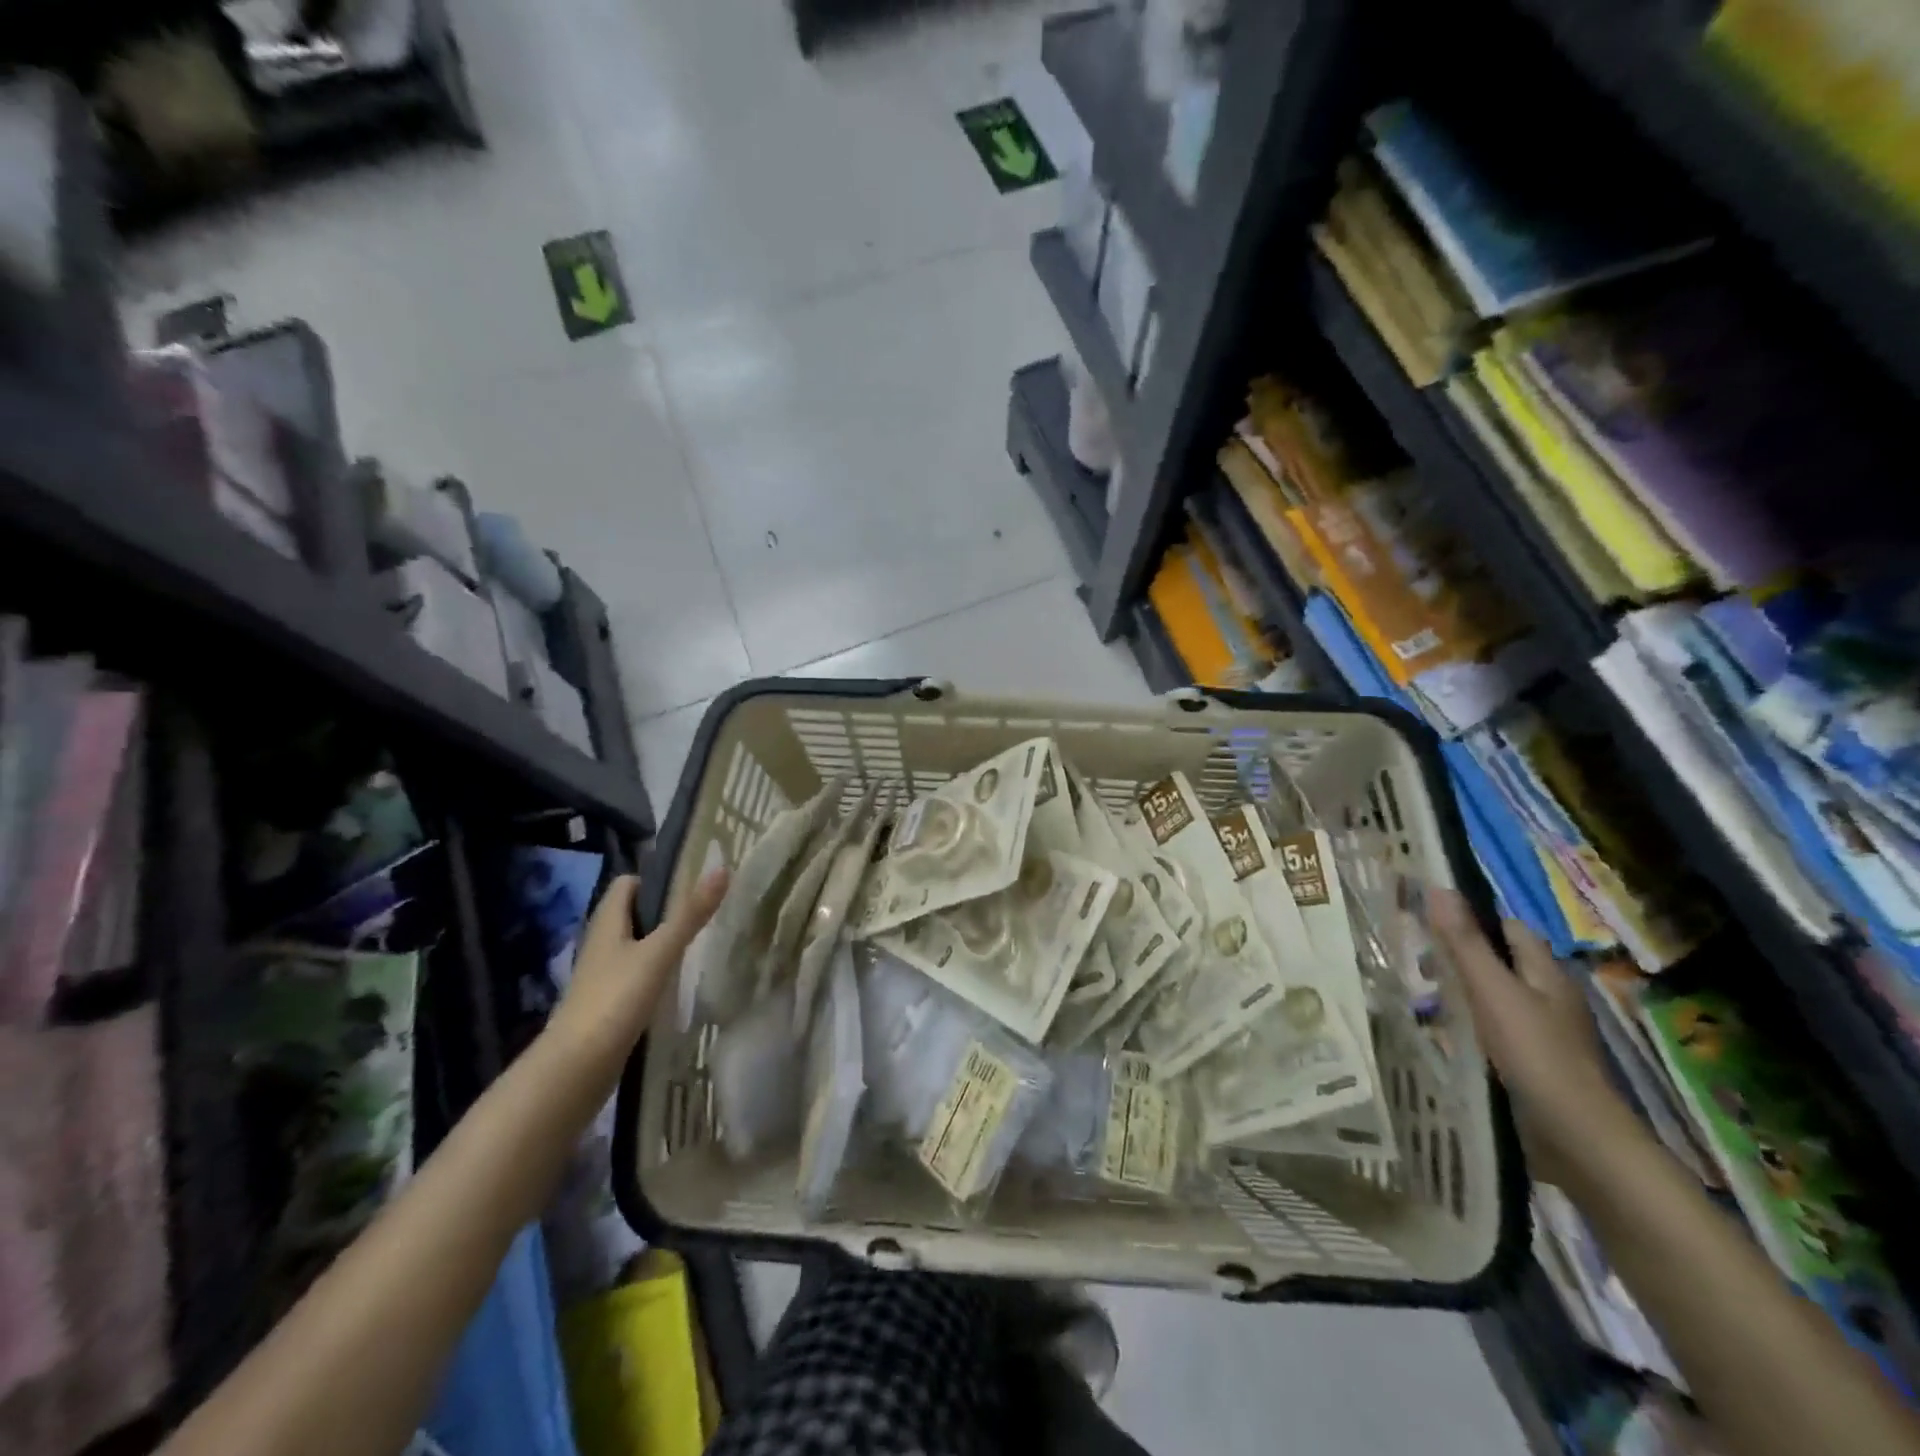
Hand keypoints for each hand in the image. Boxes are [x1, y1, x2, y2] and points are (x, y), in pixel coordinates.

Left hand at [551, 868, 728, 1063]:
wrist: (575, 1070)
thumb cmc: (614, 1000)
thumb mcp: (659, 953)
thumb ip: (689, 915)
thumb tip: (722, 868)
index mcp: (606, 923)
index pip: (628, 884)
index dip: (656, 879)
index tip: (692, 883)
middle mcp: (600, 944)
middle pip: (632, 914)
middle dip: (664, 911)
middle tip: (703, 912)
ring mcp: (601, 977)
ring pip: (634, 946)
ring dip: (660, 942)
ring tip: (698, 945)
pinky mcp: (606, 1005)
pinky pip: (634, 975)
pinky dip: (654, 972)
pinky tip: (676, 983)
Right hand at [1427, 888, 1642, 1186]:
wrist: (1577, 1139)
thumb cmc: (1534, 1053)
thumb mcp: (1491, 991)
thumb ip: (1464, 942)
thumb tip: (1439, 887)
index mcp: (1547, 973)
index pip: (1510, 929)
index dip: (1475, 920)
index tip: (1430, 923)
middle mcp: (1551, 998)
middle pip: (1503, 963)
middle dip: (1463, 958)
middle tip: (1418, 962)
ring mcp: (1546, 1034)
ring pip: (1499, 998)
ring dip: (1466, 994)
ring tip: (1424, 997)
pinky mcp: (1536, 1065)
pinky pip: (1499, 1031)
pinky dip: (1474, 1027)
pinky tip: (1450, 1037)